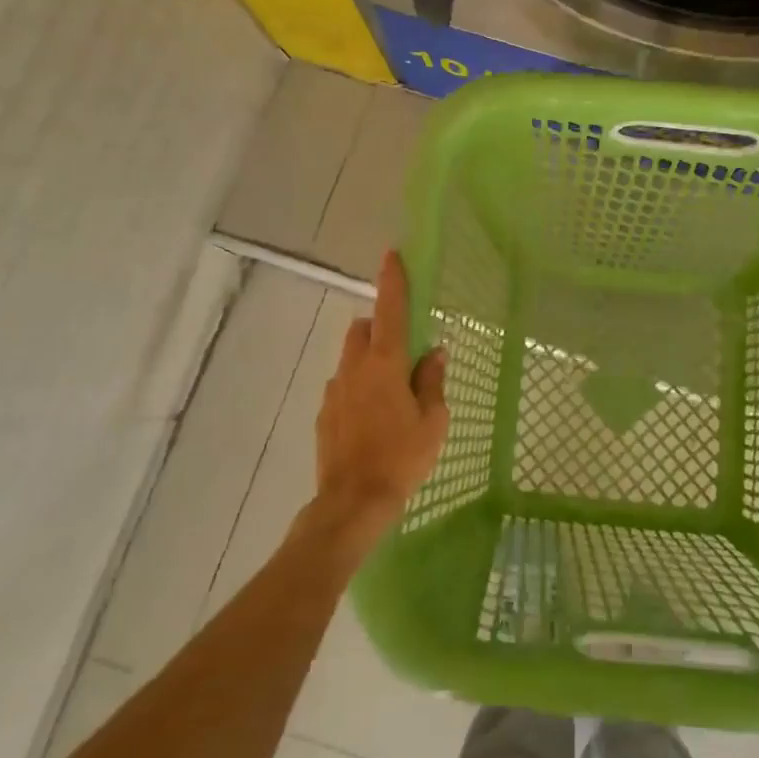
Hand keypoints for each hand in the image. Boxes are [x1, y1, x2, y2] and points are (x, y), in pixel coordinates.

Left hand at [308, 251, 450, 550]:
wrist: (352, 502)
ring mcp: (335, 390)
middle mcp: (355, 368)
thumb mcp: (433, 421)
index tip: (391, 255)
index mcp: (386, 364)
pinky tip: (372, 417)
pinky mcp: (324, 413)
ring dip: (368, 358)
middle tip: (403, 350)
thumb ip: (432, 381)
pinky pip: (343, 385)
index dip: (392, 281)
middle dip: (380, 327)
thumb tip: (434, 353)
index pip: (390, 310)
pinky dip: (357, 386)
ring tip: (390, 390)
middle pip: (364, 329)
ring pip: (350, 357)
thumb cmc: (402, 458)